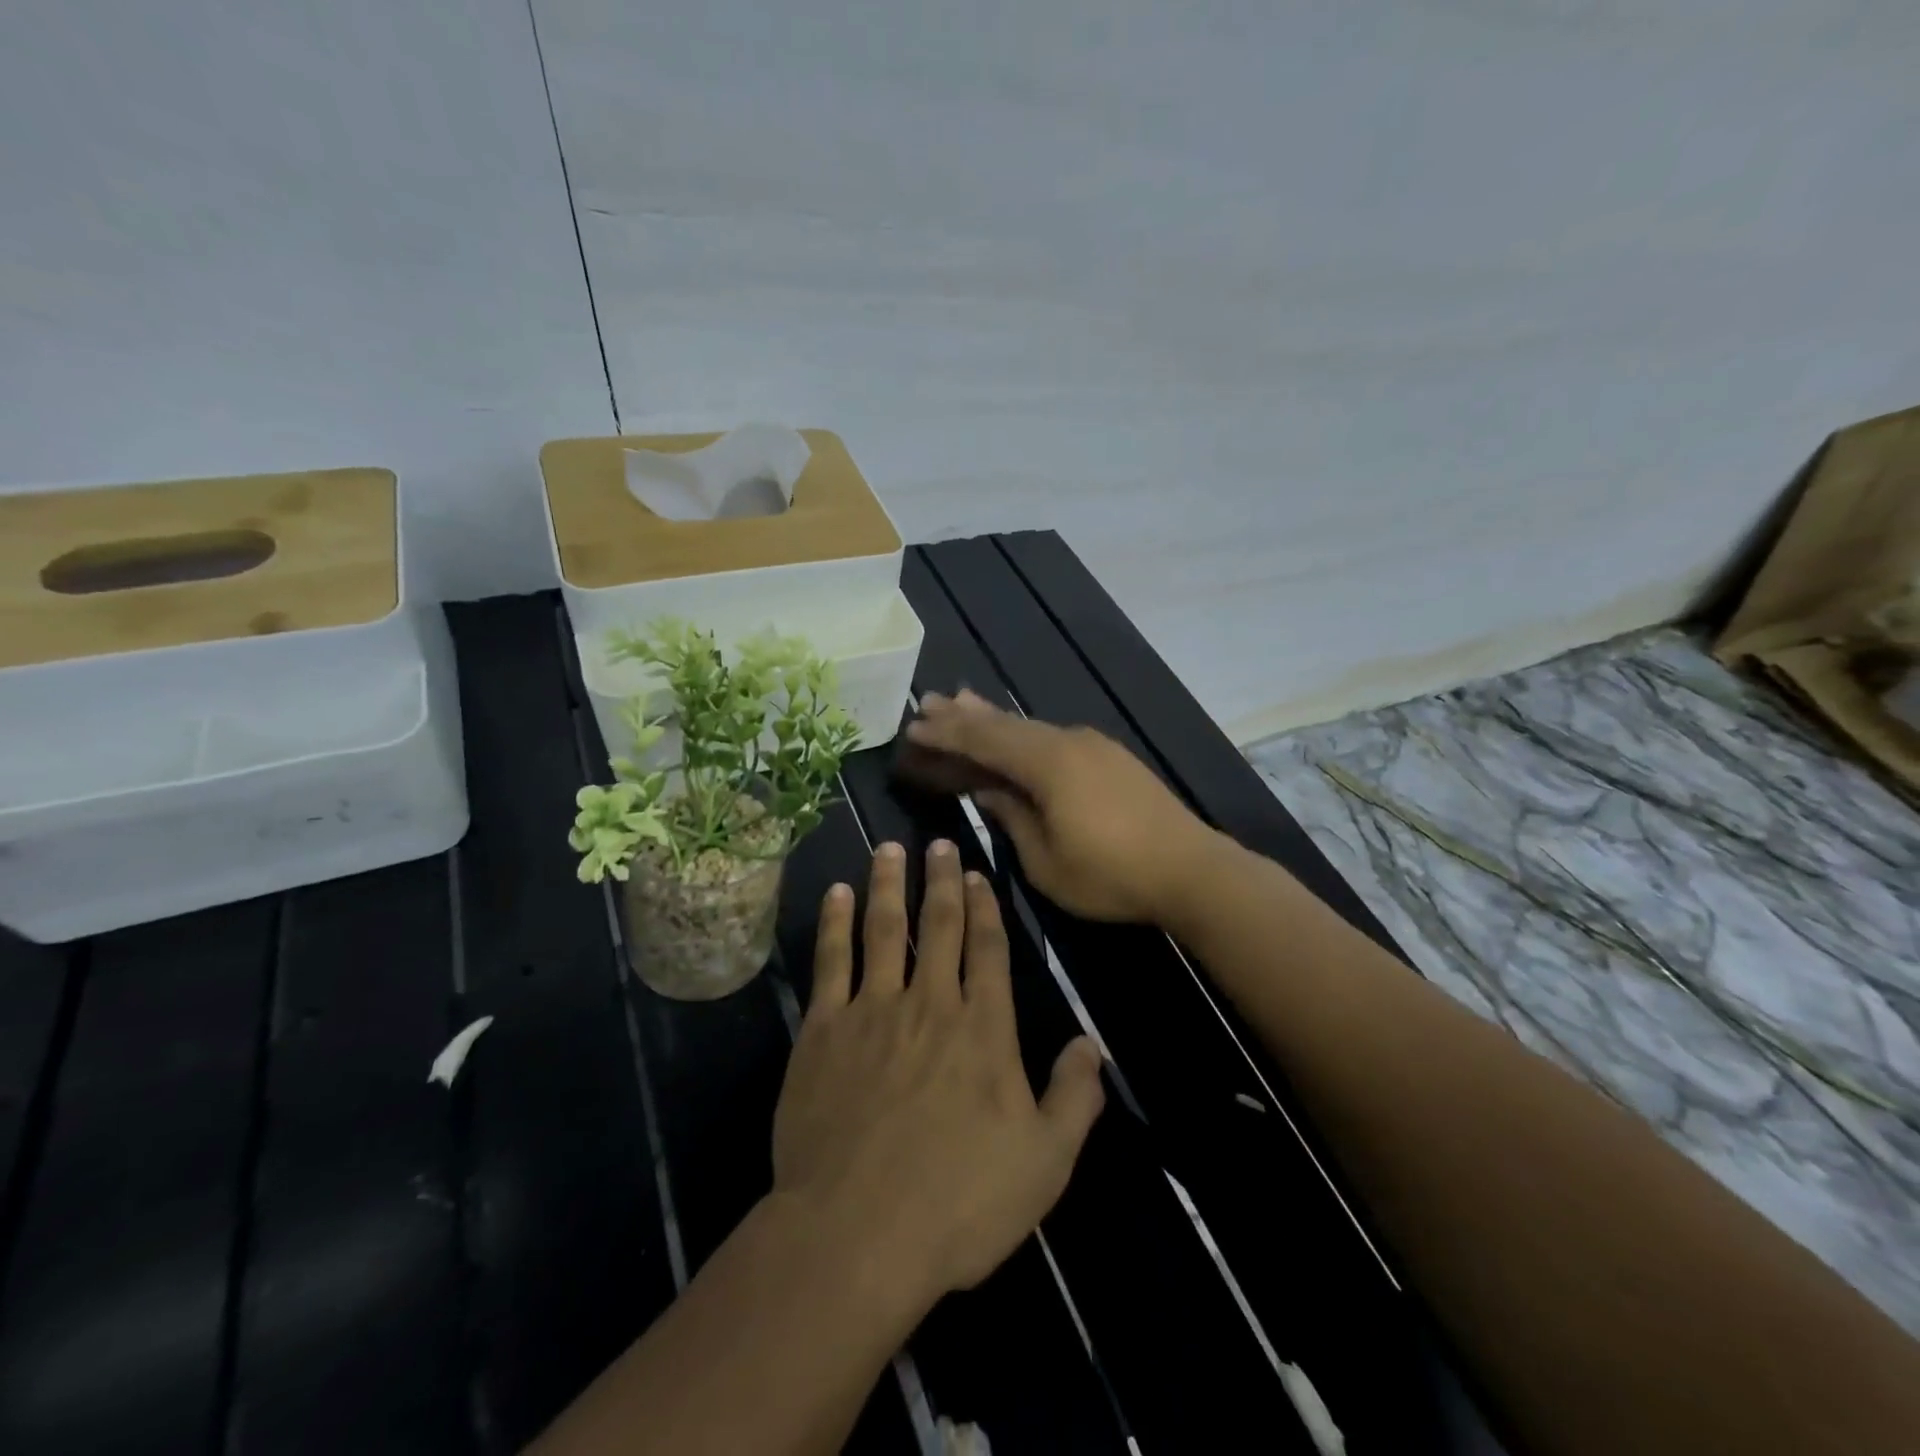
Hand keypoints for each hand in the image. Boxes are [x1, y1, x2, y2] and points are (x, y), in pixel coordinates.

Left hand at [771, 840, 1105, 1299]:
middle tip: (938, 842)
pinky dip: (834, 923)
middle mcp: (930, 1003)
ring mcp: (872, 1011)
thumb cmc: (958, 1202)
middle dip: (940, 880)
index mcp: (983, 1028)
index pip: (988, 949)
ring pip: (882, 929)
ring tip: (888, 849)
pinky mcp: (823, 1030)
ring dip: (887, 885)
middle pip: (937, 926)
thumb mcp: (1043, 1163)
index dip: (985, 908)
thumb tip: (1092, 1044)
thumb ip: (1073, 1098)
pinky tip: (836, 894)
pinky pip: (831, 962)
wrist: (855, 1234)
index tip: (978, 874)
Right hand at [906, 690, 1218, 923]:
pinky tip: (1018, 735)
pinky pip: (1054, 738)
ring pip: (1031, 727)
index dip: (946, 735)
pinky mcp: (1112, 759)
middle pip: (1006, 725)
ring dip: (995, 718)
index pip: (984, 741)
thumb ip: (1013, 818)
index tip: (914, 727)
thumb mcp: (1046, 861)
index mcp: (1047, 764)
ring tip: (963, 701)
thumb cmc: (1111, 874)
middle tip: (929, 701)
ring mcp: (1094, 747)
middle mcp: (1068, 742)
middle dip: (964, 715)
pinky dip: (1025, 734)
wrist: (1192, 870)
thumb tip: (989, 790)